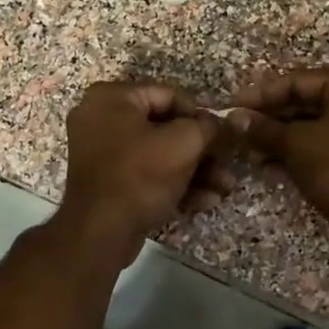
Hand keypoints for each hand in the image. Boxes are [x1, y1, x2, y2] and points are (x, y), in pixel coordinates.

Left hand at [56, 82, 232, 262]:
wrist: (100, 232)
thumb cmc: (141, 175)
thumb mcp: (184, 143)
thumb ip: (208, 127)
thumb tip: (221, 124)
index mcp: (111, 98)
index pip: (169, 95)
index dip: (201, 115)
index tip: (225, 134)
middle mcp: (101, 119)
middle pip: (165, 128)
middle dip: (202, 150)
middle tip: (229, 164)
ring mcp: (102, 153)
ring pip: (158, 155)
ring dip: (195, 171)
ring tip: (225, 188)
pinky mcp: (108, 183)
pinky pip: (145, 174)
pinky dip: (174, 185)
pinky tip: (205, 201)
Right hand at [226, 68, 328, 227]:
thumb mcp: (297, 142)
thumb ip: (264, 128)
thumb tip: (234, 119)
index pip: (300, 81)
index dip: (263, 94)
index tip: (233, 106)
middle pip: (306, 105)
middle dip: (269, 121)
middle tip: (239, 133)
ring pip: (313, 130)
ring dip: (279, 142)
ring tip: (249, 155)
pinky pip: (323, 150)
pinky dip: (297, 156)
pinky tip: (267, 168)